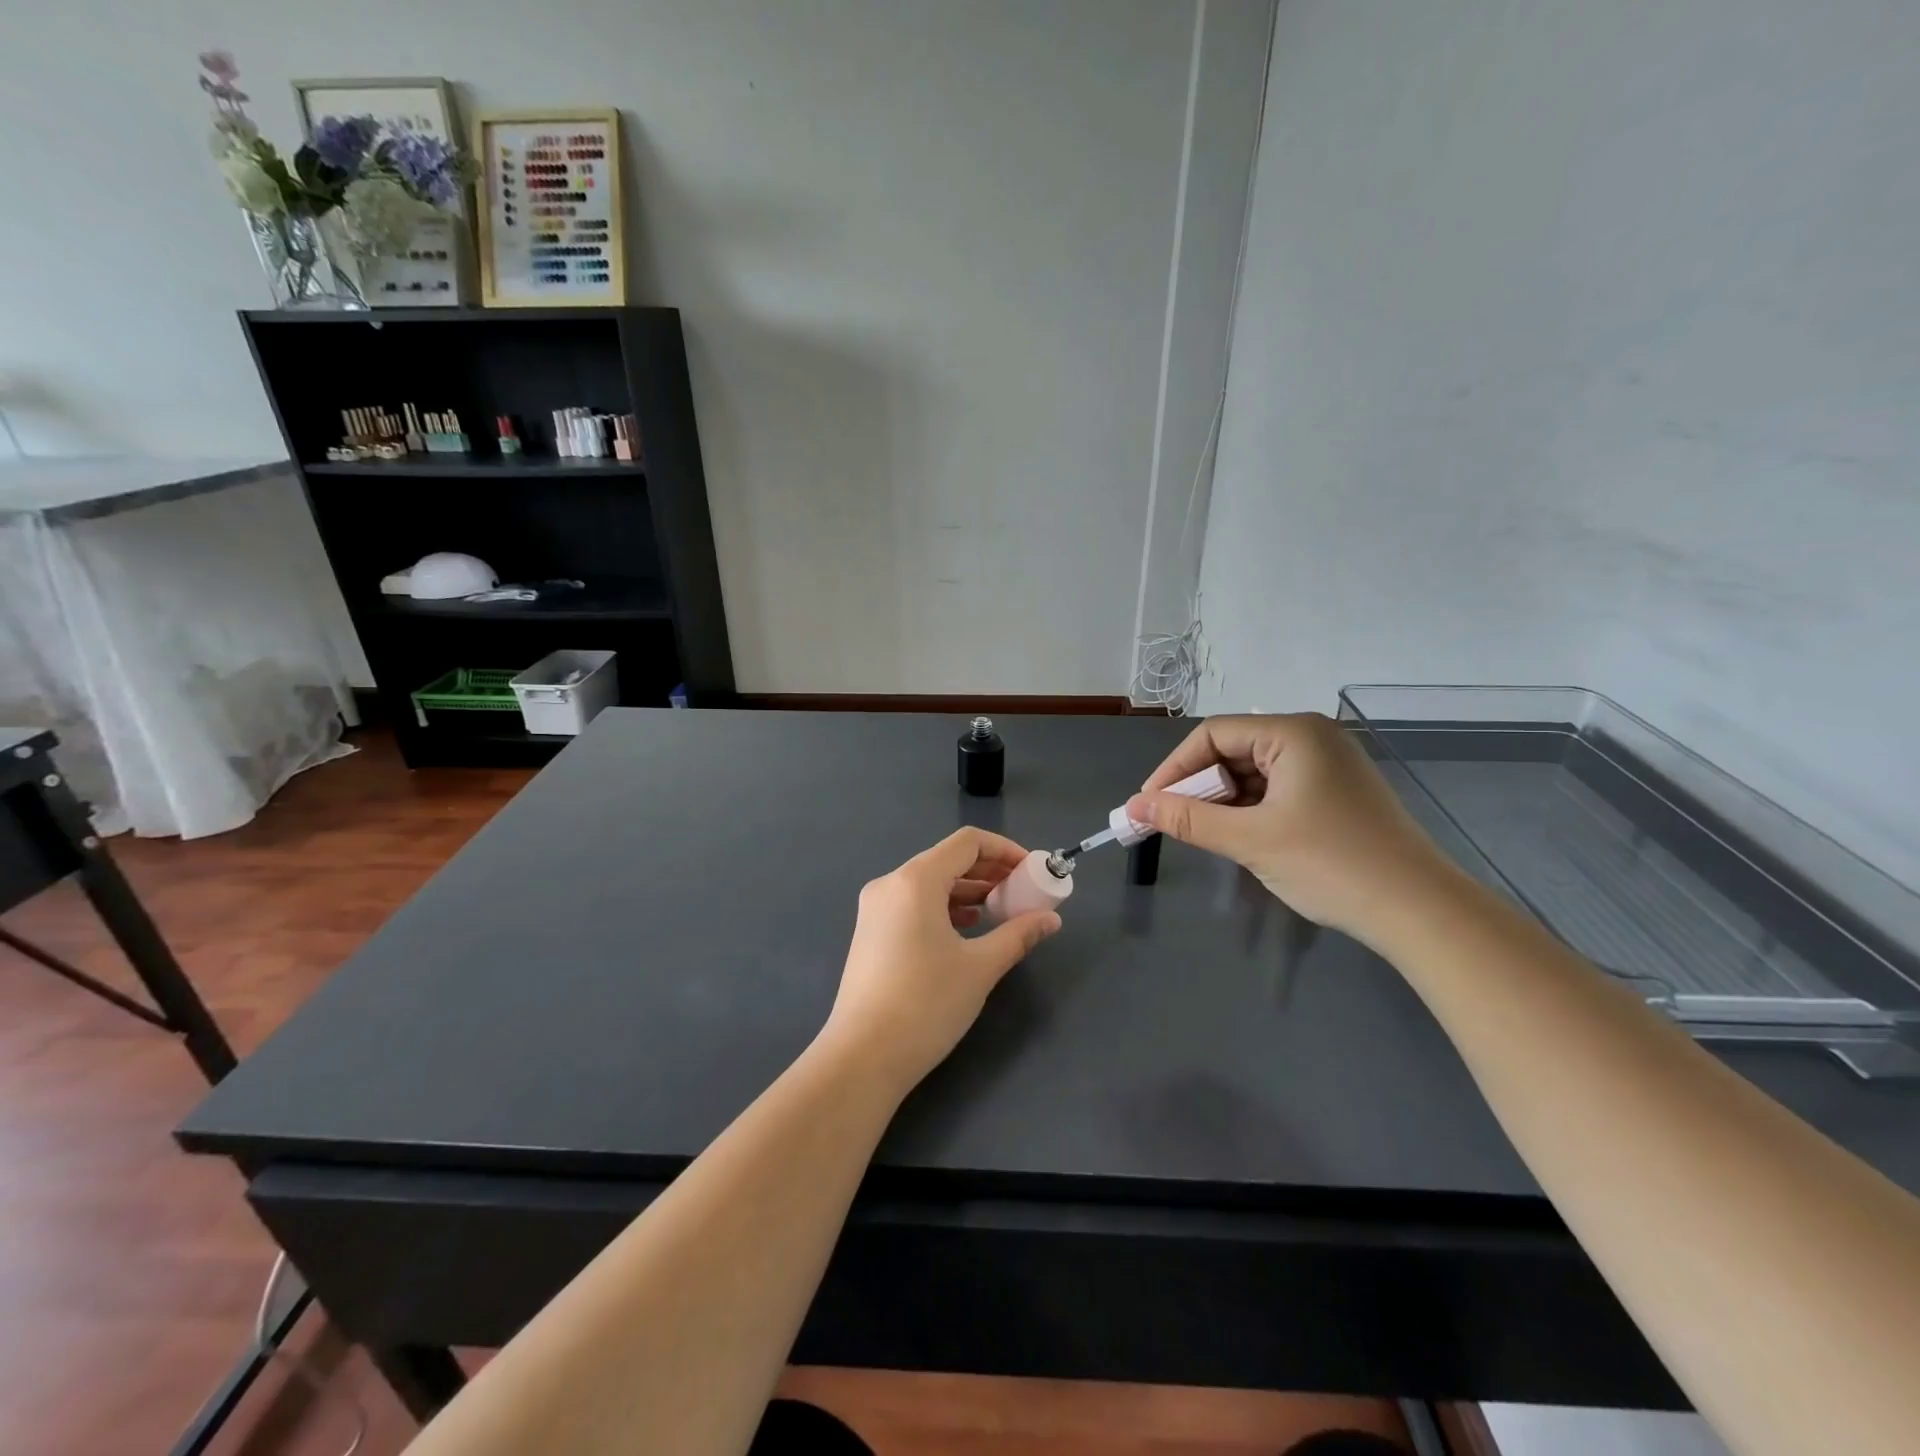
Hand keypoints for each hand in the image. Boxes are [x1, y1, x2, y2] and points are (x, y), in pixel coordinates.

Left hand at [820, 827, 1061, 1095]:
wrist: (863, 1057)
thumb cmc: (926, 1004)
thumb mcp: (981, 967)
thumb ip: (1018, 935)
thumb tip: (1051, 919)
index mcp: (915, 880)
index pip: (967, 842)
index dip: (1005, 850)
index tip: (1032, 871)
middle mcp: (890, 884)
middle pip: (947, 860)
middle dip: (989, 872)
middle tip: (1022, 893)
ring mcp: (875, 909)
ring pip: (930, 883)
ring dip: (968, 891)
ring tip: (1000, 912)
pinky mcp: (870, 932)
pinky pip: (913, 904)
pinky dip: (944, 908)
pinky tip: (966, 930)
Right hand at [1125, 713, 1456, 944]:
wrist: (1419, 911)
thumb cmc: (1330, 864)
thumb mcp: (1250, 840)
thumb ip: (1186, 819)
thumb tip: (1134, 807)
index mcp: (1294, 732)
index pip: (1213, 734)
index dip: (1174, 768)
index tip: (1149, 805)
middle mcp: (1312, 737)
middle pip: (1234, 750)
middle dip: (1198, 787)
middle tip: (1172, 823)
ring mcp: (1329, 765)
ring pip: (1254, 773)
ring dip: (1223, 801)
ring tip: (1202, 834)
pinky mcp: (1337, 793)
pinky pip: (1278, 790)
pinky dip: (1251, 810)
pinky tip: (1239, 836)